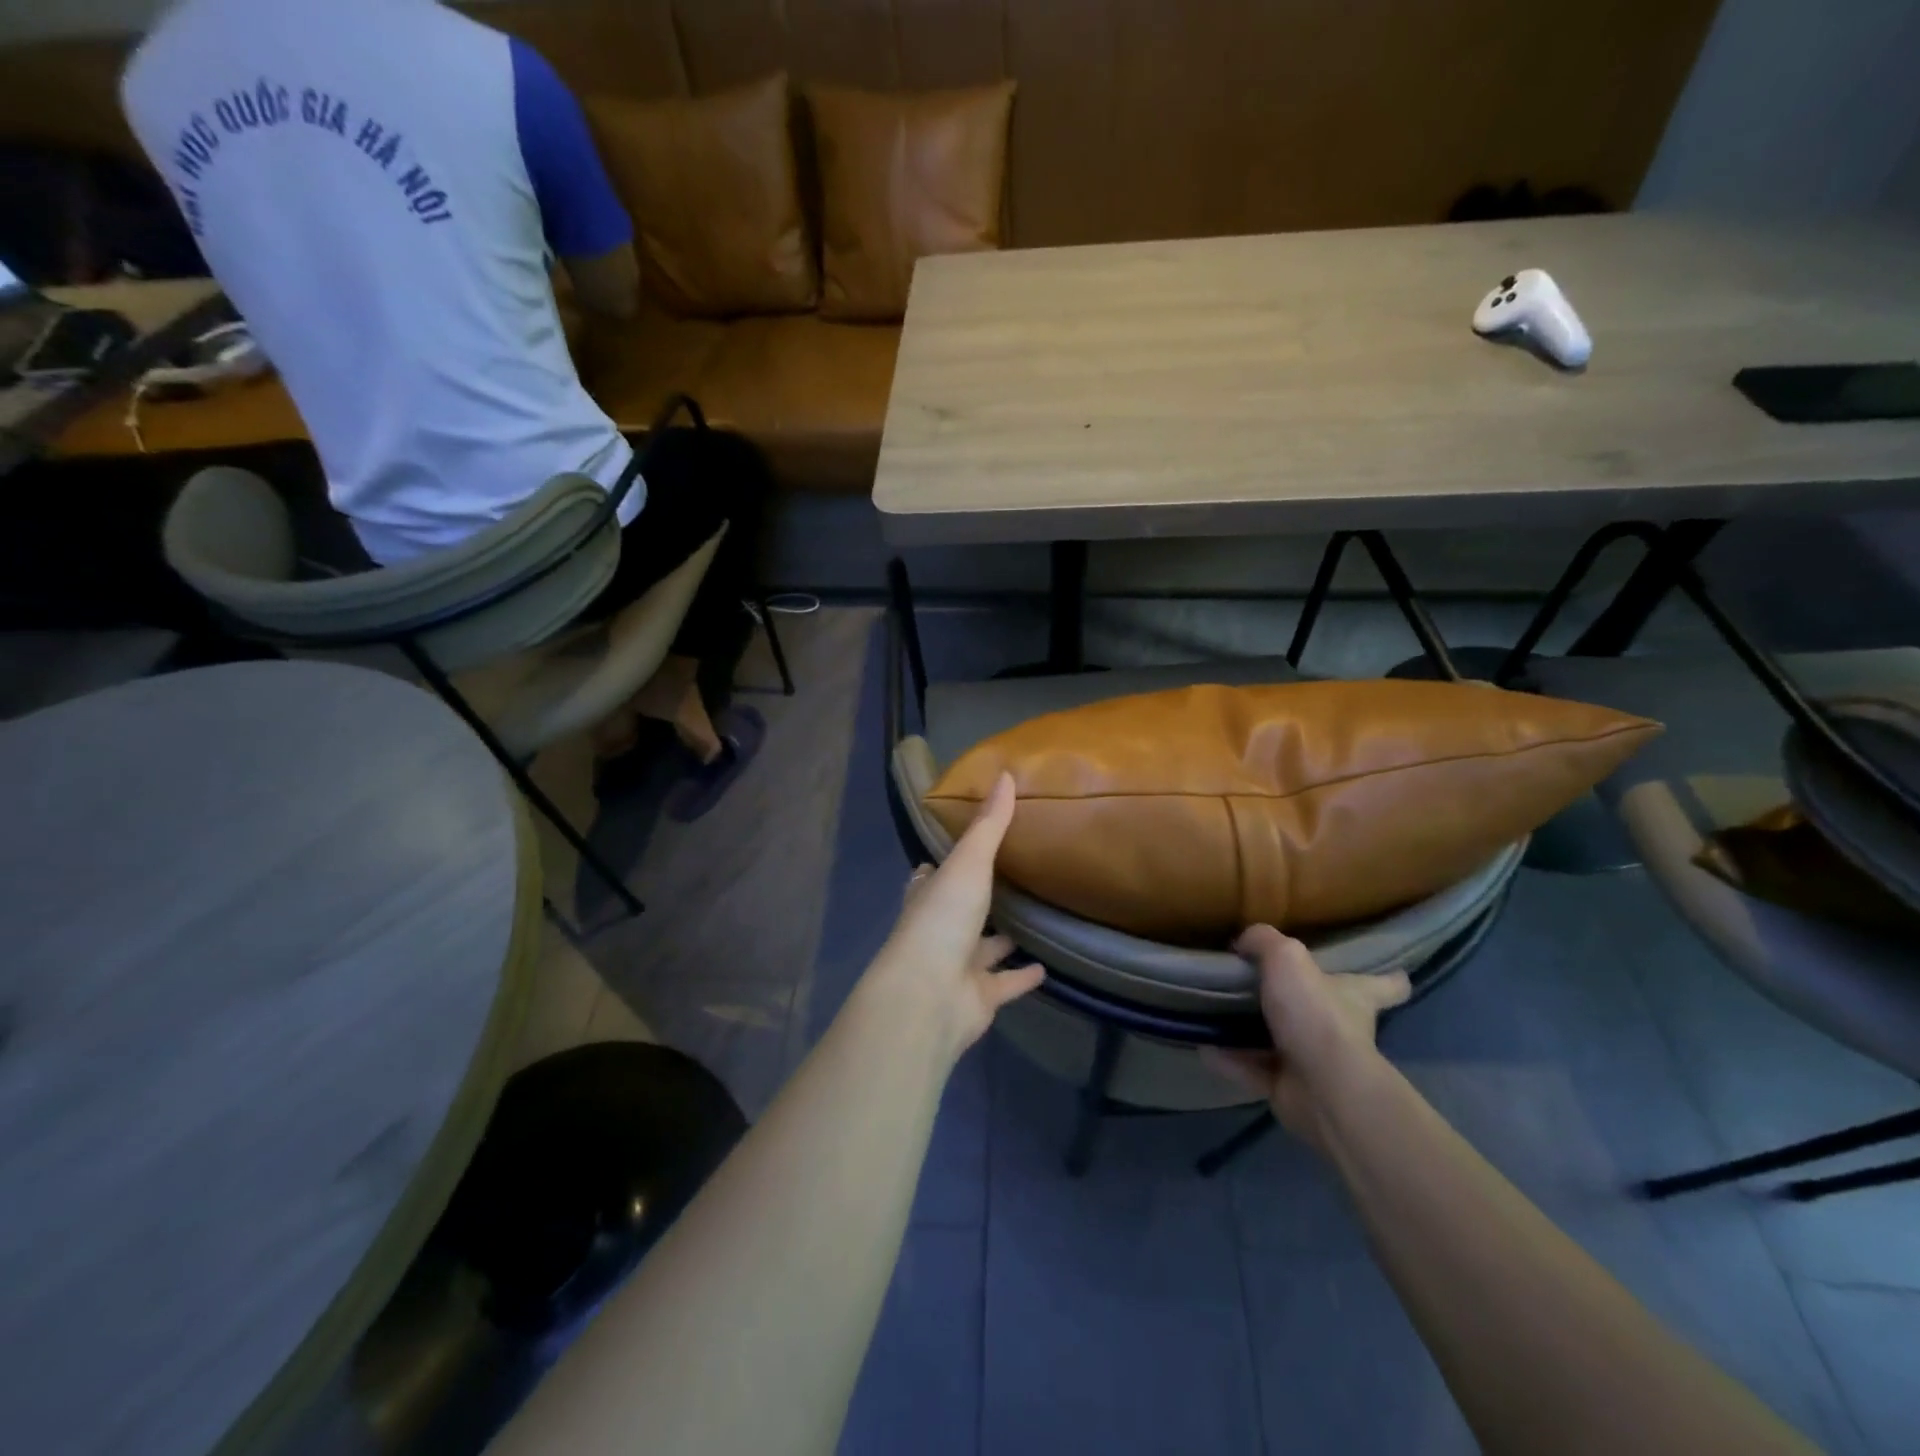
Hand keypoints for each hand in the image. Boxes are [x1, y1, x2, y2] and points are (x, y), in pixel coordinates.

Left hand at [866, 772, 1045, 1056]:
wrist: (929, 996)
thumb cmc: (942, 920)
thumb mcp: (968, 863)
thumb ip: (989, 825)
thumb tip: (1004, 774)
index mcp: (928, 897)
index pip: (930, 876)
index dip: (942, 863)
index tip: (963, 848)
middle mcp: (938, 931)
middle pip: (958, 911)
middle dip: (977, 899)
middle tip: (1009, 880)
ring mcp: (956, 966)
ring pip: (983, 949)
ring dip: (1002, 938)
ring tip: (1035, 919)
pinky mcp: (978, 998)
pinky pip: (1005, 984)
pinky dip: (1022, 977)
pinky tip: (1046, 967)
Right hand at [1206, 926, 1408, 1148]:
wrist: (1320, 1086)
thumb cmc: (1315, 1014)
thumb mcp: (1286, 957)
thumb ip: (1263, 940)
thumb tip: (1243, 943)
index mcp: (1355, 996)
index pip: (1386, 985)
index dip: (1390, 979)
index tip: (1396, 974)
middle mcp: (1340, 1029)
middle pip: (1327, 1012)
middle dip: (1301, 1002)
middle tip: (1262, 985)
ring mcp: (1316, 1063)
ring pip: (1281, 1042)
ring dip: (1252, 1032)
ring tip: (1216, 1013)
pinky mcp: (1289, 1089)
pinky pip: (1252, 1069)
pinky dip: (1229, 1059)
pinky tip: (1203, 1046)